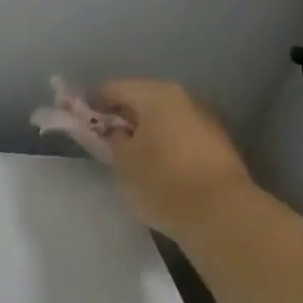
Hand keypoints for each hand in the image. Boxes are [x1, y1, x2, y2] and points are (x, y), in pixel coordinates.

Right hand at [96, 80, 255, 237]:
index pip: (112, 88)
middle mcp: (183, 98)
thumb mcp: (122, 162)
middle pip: (141, 100)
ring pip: (163, 118)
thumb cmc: (163, 182)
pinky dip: (164, 144)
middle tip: (103, 142)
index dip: (92, 104)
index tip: (79, 124)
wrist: (222, 215)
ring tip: (130, 157)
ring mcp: (205, 119)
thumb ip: (110, 139)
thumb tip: (113, 131)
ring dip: (145, 131)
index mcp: (156, 94)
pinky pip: (180, 135)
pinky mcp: (218, 144)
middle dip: (121, 118)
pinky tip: (157, 167)